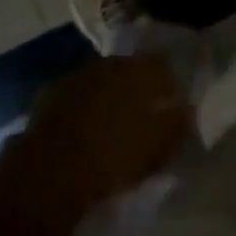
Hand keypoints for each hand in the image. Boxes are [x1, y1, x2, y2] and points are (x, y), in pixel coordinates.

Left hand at [0, 55, 191, 213]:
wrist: (50, 172)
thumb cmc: (113, 157)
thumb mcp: (157, 148)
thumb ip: (177, 125)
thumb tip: (186, 111)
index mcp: (137, 71)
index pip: (160, 67)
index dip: (167, 84)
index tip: (171, 103)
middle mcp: (107, 63)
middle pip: (128, 70)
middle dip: (136, 88)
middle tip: (141, 113)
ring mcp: (76, 76)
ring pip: (100, 81)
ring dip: (107, 96)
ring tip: (110, 123)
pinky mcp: (49, 94)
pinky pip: (74, 96)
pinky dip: (81, 107)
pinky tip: (82, 129)